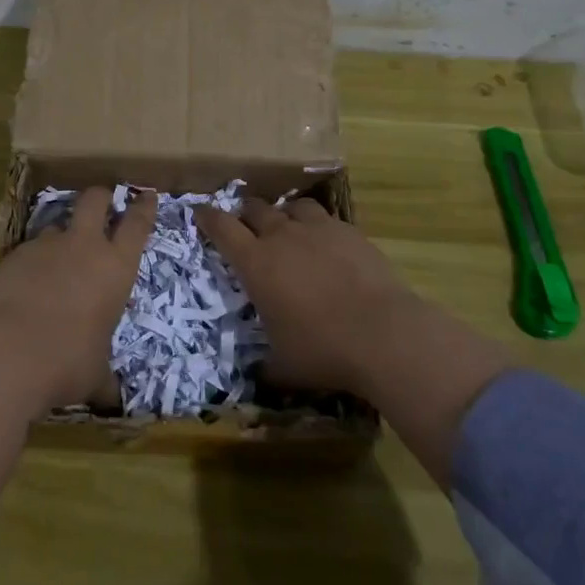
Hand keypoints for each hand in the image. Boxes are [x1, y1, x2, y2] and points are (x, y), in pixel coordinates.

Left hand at [0, 187, 155, 414]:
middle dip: (102, 196)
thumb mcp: (94, 375)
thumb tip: (111, 398)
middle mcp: (83, 247)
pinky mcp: (13, 255)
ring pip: (58, 224)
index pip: (137, 225)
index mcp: (115, 268)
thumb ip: (105, 377)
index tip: (147, 195)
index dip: (144, 207)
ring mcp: (45, 247)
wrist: (3, 354)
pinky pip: (30, 249)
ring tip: (58, 258)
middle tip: (104, 201)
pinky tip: (27, 286)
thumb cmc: (65, 364)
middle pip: (95, 200)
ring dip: (63, 235)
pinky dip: (33, 262)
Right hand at [195, 197, 418, 396]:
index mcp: (256, 263)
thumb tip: (257, 377)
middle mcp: (282, 236)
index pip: (222, 228)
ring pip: (291, 206)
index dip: (207, 217)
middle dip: (245, 214)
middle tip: (245, 225)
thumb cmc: (323, 350)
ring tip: (287, 228)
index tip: (199, 212)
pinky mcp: (350, 232)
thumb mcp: (285, 367)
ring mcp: (318, 229)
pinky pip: (325, 219)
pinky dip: (318, 227)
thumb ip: (265, 368)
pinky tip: (326, 244)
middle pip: (255, 209)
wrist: (384, 334)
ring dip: (283, 215)